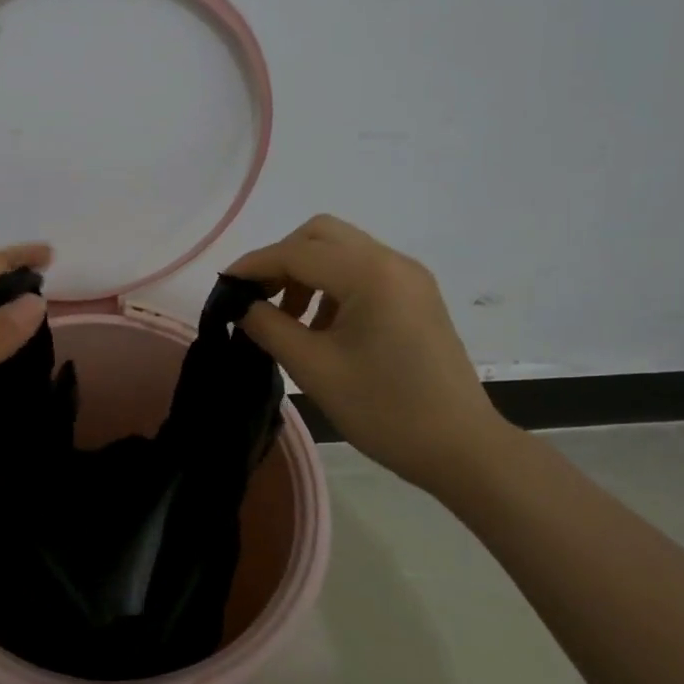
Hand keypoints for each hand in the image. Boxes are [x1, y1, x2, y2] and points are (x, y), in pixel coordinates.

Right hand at [226, 215, 511, 491]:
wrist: (460, 448)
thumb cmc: (384, 410)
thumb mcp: (314, 368)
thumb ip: (268, 326)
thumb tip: (239, 304)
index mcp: (370, 275)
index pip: (297, 253)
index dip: (254, 266)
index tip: (222, 286)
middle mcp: (393, 262)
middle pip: (321, 235)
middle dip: (281, 260)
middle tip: (258, 298)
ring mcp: (409, 278)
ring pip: (342, 251)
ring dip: (306, 272)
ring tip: (287, 319)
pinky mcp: (415, 297)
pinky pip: (362, 272)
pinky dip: (331, 286)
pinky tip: (320, 326)